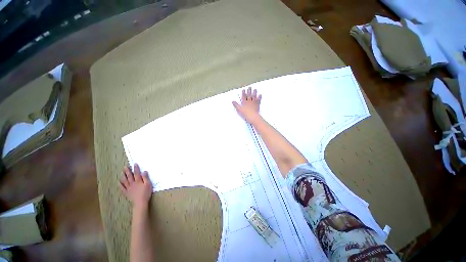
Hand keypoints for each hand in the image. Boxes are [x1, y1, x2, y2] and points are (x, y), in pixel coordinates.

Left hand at [119, 164, 152, 209]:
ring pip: (125, 181)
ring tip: (121, 172)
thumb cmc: (146, 193)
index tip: (134, 164)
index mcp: (138, 181)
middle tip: (125, 166)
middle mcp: (132, 183)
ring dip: (123, 176)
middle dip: (127, 171)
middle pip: (129, 176)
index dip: (136, 168)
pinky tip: (119, 182)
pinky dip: (120, 184)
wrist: (140, 202)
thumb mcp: (148, 184)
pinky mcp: (126, 192)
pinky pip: (122, 188)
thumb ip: (146, 178)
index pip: (137, 173)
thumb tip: (144, 171)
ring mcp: (128, 188)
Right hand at [232, 87, 261, 122]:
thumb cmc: (245, 113)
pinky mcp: (257, 105)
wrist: (252, 116)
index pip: (243, 97)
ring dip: (254, 93)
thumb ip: (236, 105)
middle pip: (249, 95)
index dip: (243, 93)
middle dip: (249, 91)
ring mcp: (254, 103)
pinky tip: (260, 95)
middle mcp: (249, 101)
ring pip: (254, 97)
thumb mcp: (239, 110)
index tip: (244, 89)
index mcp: (244, 102)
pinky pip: (258, 100)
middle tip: (250, 87)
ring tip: (255, 89)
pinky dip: (259, 97)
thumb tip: (233, 101)